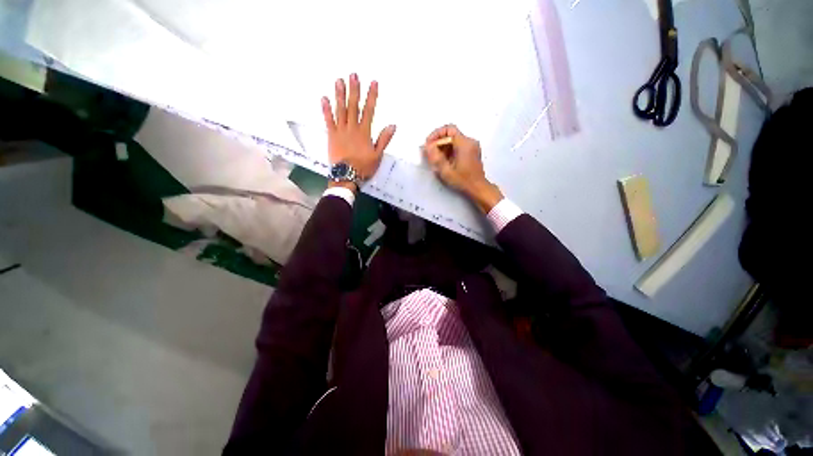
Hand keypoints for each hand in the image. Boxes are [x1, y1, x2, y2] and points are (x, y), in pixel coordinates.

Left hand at [321, 74, 396, 190]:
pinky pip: (328, 120)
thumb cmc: (364, 167)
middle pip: (353, 106)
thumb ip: (384, 139)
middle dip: (354, 90)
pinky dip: (326, 109)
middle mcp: (352, 128)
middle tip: (353, 75)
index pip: (369, 111)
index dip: (371, 96)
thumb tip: (392, 125)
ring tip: (339, 80)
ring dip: (340, 95)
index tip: (373, 83)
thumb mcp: (378, 155)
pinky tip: (324, 98)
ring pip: (340, 110)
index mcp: (364, 132)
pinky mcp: (331, 135)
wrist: (347, 175)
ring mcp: (340, 130)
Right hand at [424, 124, 502, 212]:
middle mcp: (470, 141)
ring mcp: (472, 146)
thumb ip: (435, 157)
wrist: (478, 188)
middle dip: (438, 142)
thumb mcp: (446, 171)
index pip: (448, 129)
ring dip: (443, 147)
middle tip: (429, 153)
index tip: (428, 144)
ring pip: (454, 141)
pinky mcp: (472, 152)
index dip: (436, 134)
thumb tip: (427, 146)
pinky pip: (458, 146)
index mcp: (464, 143)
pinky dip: (449, 151)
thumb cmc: (462, 180)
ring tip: (435, 159)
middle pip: (450, 135)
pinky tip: (443, 161)